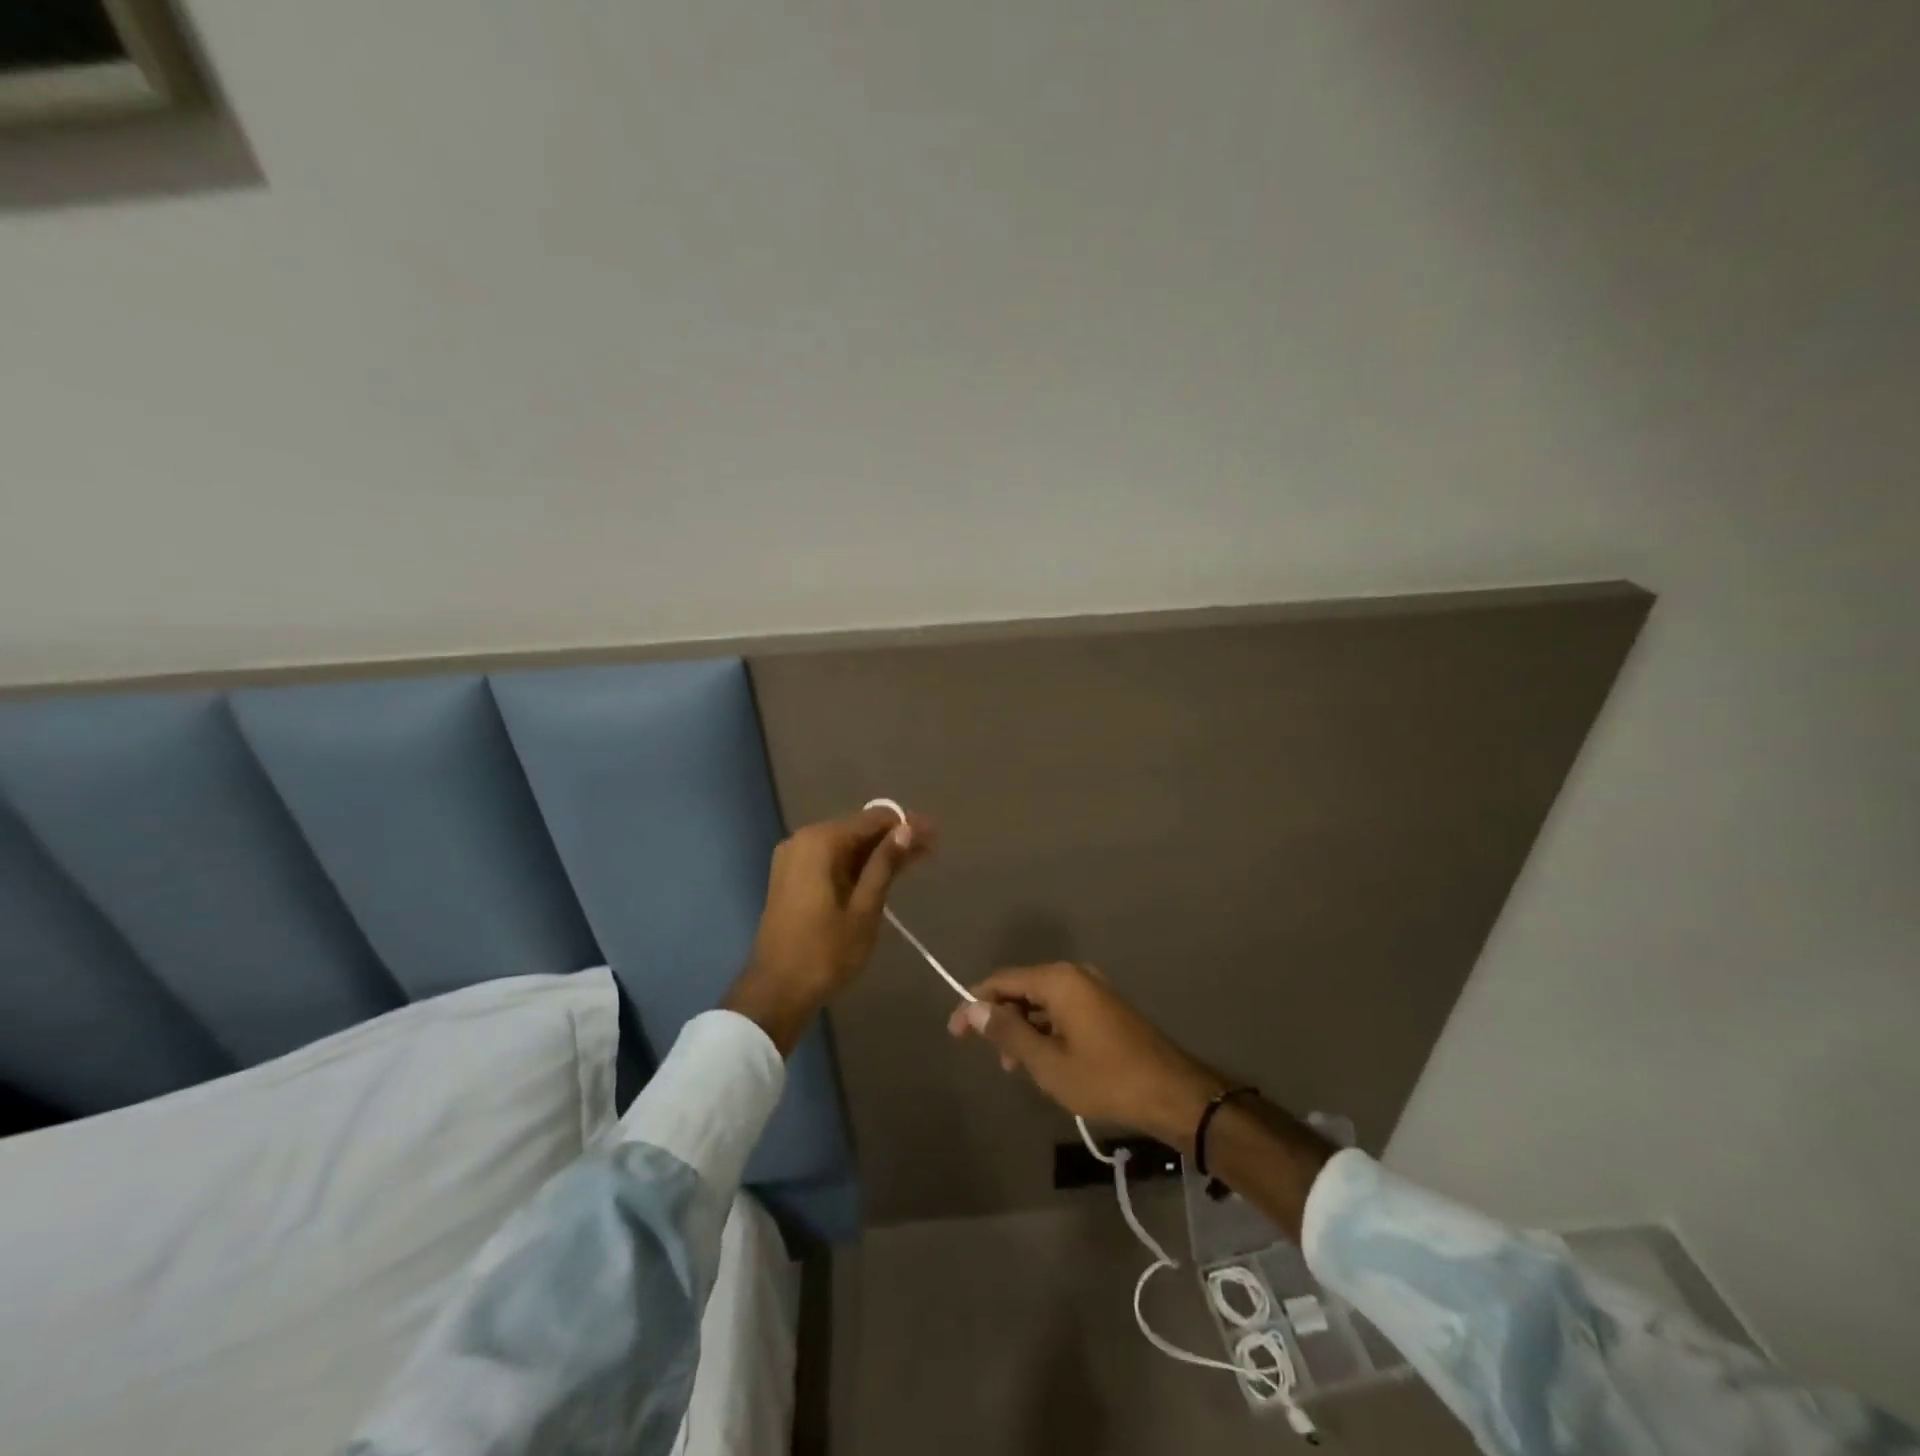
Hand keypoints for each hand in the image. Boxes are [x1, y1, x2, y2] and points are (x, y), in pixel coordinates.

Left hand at [724, 806, 935, 1052]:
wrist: (777, 992)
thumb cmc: (825, 952)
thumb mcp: (865, 908)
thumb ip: (885, 864)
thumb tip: (907, 828)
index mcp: (820, 842)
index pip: (873, 819)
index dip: (906, 824)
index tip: (934, 833)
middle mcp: (803, 840)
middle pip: (859, 830)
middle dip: (895, 837)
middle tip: (932, 847)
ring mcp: (794, 859)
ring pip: (846, 846)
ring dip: (879, 852)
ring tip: (917, 859)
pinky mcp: (793, 878)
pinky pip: (832, 861)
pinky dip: (858, 866)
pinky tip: (885, 873)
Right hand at [946, 962, 1226, 1149]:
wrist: (1172, 1093)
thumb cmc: (1105, 1078)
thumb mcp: (1048, 1063)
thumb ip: (1008, 1033)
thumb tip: (973, 1008)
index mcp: (1058, 980)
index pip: (1001, 982)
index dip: (974, 1004)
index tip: (955, 1034)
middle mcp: (1074, 974)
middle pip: (1022, 988)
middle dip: (1001, 1019)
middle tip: (993, 1057)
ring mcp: (1093, 989)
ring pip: (1042, 1001)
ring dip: (1024, 1029)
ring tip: (1018, 1067)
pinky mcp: (1105, 1006)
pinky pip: (1063, 1009)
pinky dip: (1046, 1030)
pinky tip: (1046, 1061)